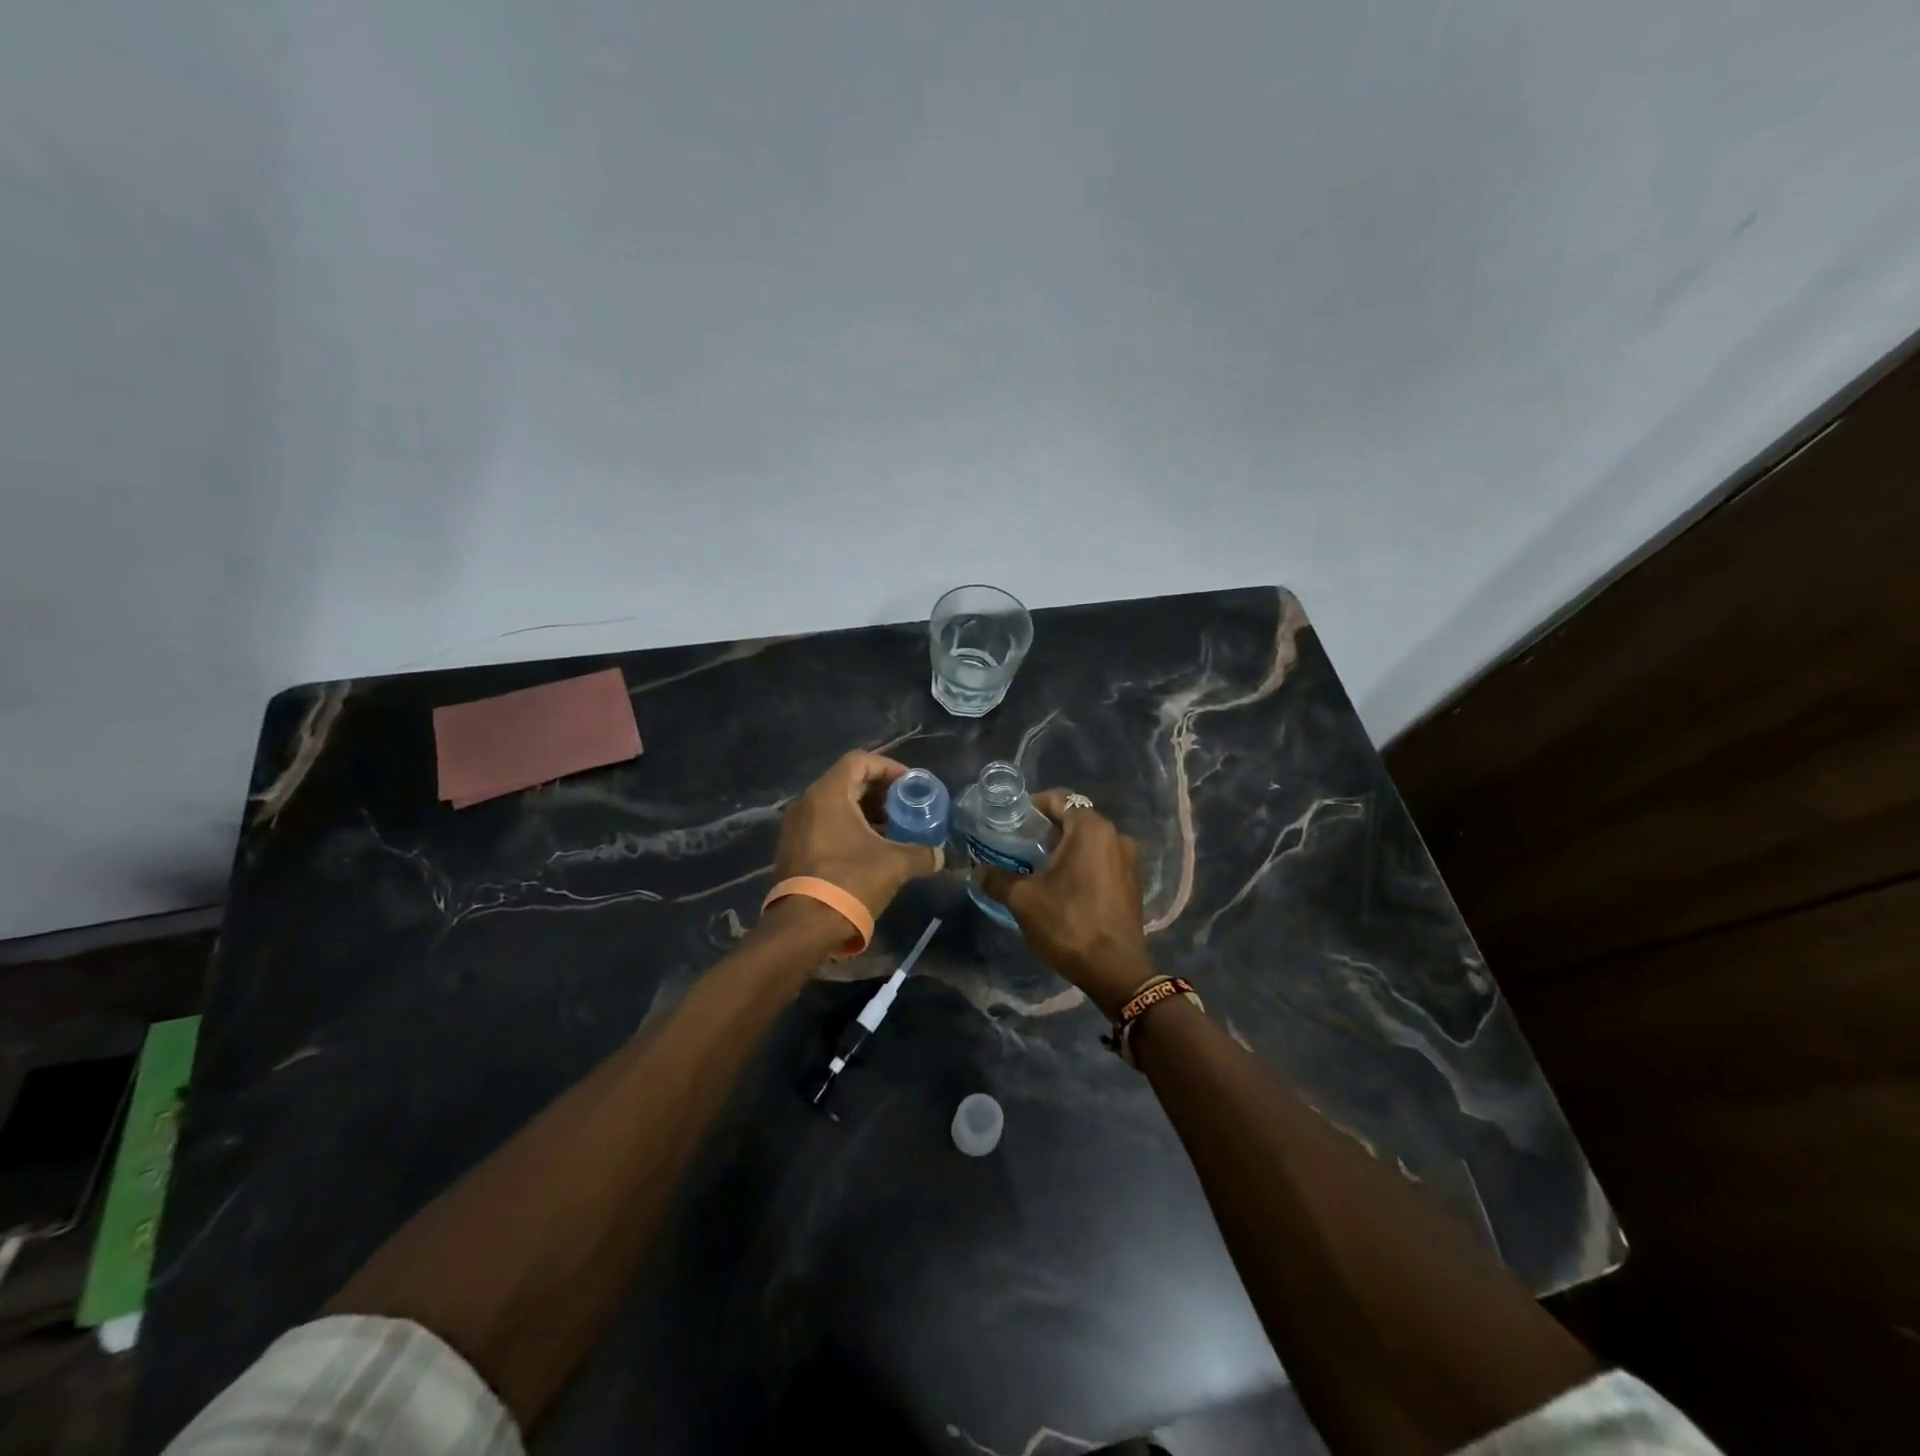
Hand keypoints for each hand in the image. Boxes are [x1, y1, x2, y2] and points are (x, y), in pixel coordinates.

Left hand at [774, 751, 942, 918]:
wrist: (804, 926)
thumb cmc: (850, 881)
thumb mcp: (894, 865)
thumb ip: (921, 854)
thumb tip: (941, 856)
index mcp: (828, 794)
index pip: (860, 761)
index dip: (888, 768)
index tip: (910, 786)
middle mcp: (807, 803)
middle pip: (847, 782)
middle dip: (880, 793)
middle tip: (905, 808)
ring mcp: (796, 827)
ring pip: (835, 805)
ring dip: (865, 813)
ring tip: (892, 831)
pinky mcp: (793, 849)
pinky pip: (824, 825)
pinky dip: (848, 829)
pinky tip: (870, 850)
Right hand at [974, 790, 1155, 1018]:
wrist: (1115, 970)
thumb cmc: (1068, 923)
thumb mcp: (1023, 900)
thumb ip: (997, 880)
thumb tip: (977, 872)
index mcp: (1091, 829)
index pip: (1060, 799)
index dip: (1034, 807)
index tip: (1013, 823)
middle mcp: (1116, 836)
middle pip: (1076, 819)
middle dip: (1048, 829)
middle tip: (1020, 846)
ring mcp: (1129, 860)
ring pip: (1091, 841)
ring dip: (1066, 848)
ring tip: (1038, 868)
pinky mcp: (1133, 883)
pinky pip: (1103, 860)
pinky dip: (1083, 864)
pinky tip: (1064, 886)